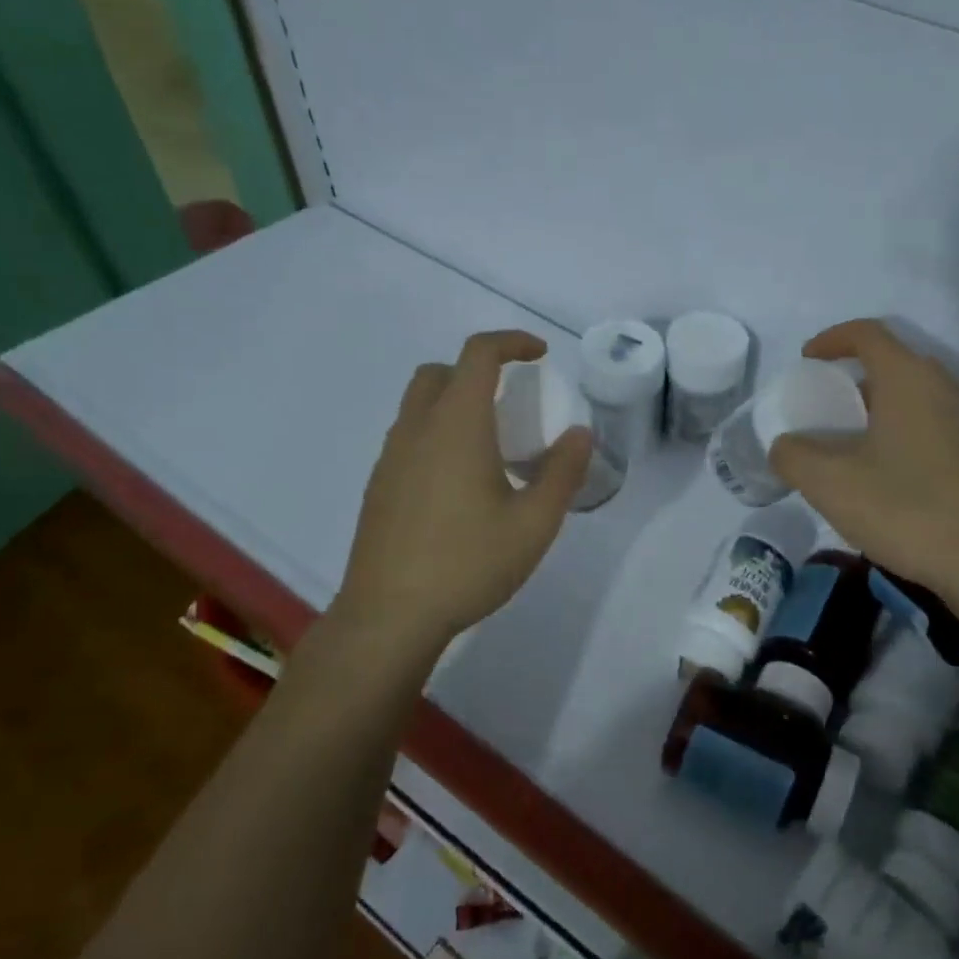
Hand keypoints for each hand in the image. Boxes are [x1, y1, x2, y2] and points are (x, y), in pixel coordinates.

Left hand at [325, 330, 592, 657]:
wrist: (389, 616)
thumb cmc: (468, 563)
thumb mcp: (535, 522)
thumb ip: (563, 472)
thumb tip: (580, 434)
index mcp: (456, 426)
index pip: (478, 355)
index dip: (512, 343)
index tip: (541, 355)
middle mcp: (417, 429)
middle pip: (440, 372)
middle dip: (478, 370)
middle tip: (512, 400)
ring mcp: (390, 458)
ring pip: (419, 405)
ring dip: (455, 403)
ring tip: (492, 446)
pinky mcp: (378, 486)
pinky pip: (409, 437)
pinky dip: (437, 434)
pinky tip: (460, 484)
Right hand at [769, 319, 958, 606]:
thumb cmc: (905, 508)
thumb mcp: (829, 484)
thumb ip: (793, 456)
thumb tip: (786, 446)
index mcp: (908, 378)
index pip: (867, 333)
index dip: (831, 339)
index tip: (806, 361)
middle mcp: (944, 387)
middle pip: (893, 363)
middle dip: (854, 378)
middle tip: (827, 410)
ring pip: (915, 396)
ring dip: (880, 409)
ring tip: (853, 446)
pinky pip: (933, 424)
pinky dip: (903, 432)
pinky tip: (889, 476)